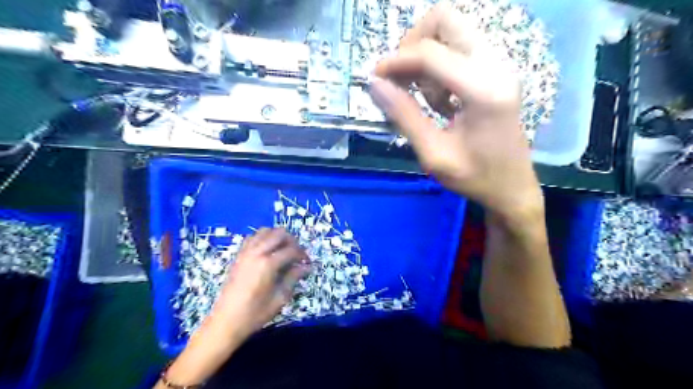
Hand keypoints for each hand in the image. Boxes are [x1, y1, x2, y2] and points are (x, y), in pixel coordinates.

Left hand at [209, 228, 311, 339]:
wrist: (226, 321)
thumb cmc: (255, 313)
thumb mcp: (280, 298)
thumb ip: (293, 278)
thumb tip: (307, 267)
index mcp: (268, 264)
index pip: (291, 250)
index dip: (302, 254)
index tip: (307, 263)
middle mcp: (257, 253)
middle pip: (279, 233)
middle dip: (292, 241)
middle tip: (296, 254)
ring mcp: (246, 252)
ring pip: (265, 231)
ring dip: (277, 237)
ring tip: (283, 250)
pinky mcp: (238, 255)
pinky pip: (252, 237)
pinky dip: (263, 238)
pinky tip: (267, 250)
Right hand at [371, 1, 543, 220]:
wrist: (512, 187)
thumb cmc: (475, 177)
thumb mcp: (433, 154)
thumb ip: (404, 116)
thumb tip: (376, 85)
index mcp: (483, 90)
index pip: (430, 53)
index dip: (395, 61)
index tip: (374, 77)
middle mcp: (496, 66)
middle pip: (446, 20)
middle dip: (413, 44)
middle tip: (399, 77)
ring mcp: (500, 65)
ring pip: (453, 31)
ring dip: (427, 56)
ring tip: (424, 98)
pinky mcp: (497, 71)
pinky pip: (460, 49)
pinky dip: (440, 65)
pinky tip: (441, 100)